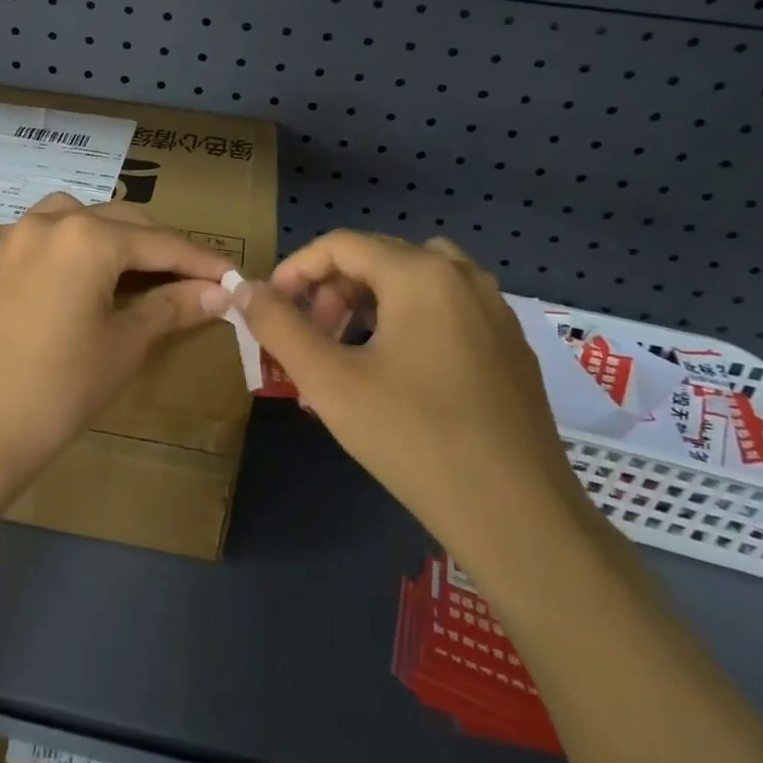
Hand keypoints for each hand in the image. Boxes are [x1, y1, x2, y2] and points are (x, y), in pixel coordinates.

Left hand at [0, 193, 230, 500]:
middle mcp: (46, 223)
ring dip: (96, 231)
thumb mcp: (124, 347)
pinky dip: (36, 242)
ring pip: (62, 214)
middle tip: (184, 275)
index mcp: (88, 238)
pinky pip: (10, 234)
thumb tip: (218, 291)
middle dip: (154, 244)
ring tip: (114, 264)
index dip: (200, 259)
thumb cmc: (58, 391)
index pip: (160, 243)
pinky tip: (41, 266)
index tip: (231, 273)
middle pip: (115, 220)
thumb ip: (172, 308)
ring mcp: (3, 239)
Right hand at [233, 231, 585, 564]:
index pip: (340, 245)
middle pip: (378, 257)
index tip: (270, 308)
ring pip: (414, 280)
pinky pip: (446, 309)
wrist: (519, 517)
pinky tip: (398, 374)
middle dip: (331, 290)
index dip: (295, 270)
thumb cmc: (415, 438)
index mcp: (421, 273)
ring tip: (348, 352)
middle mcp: (462, 276)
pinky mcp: (510, 346)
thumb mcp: (329, 381)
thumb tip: (243, 289)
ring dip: (369, 302)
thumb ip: (279, 327)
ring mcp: (494, 310)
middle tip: (310, 337)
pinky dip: (408, 320)